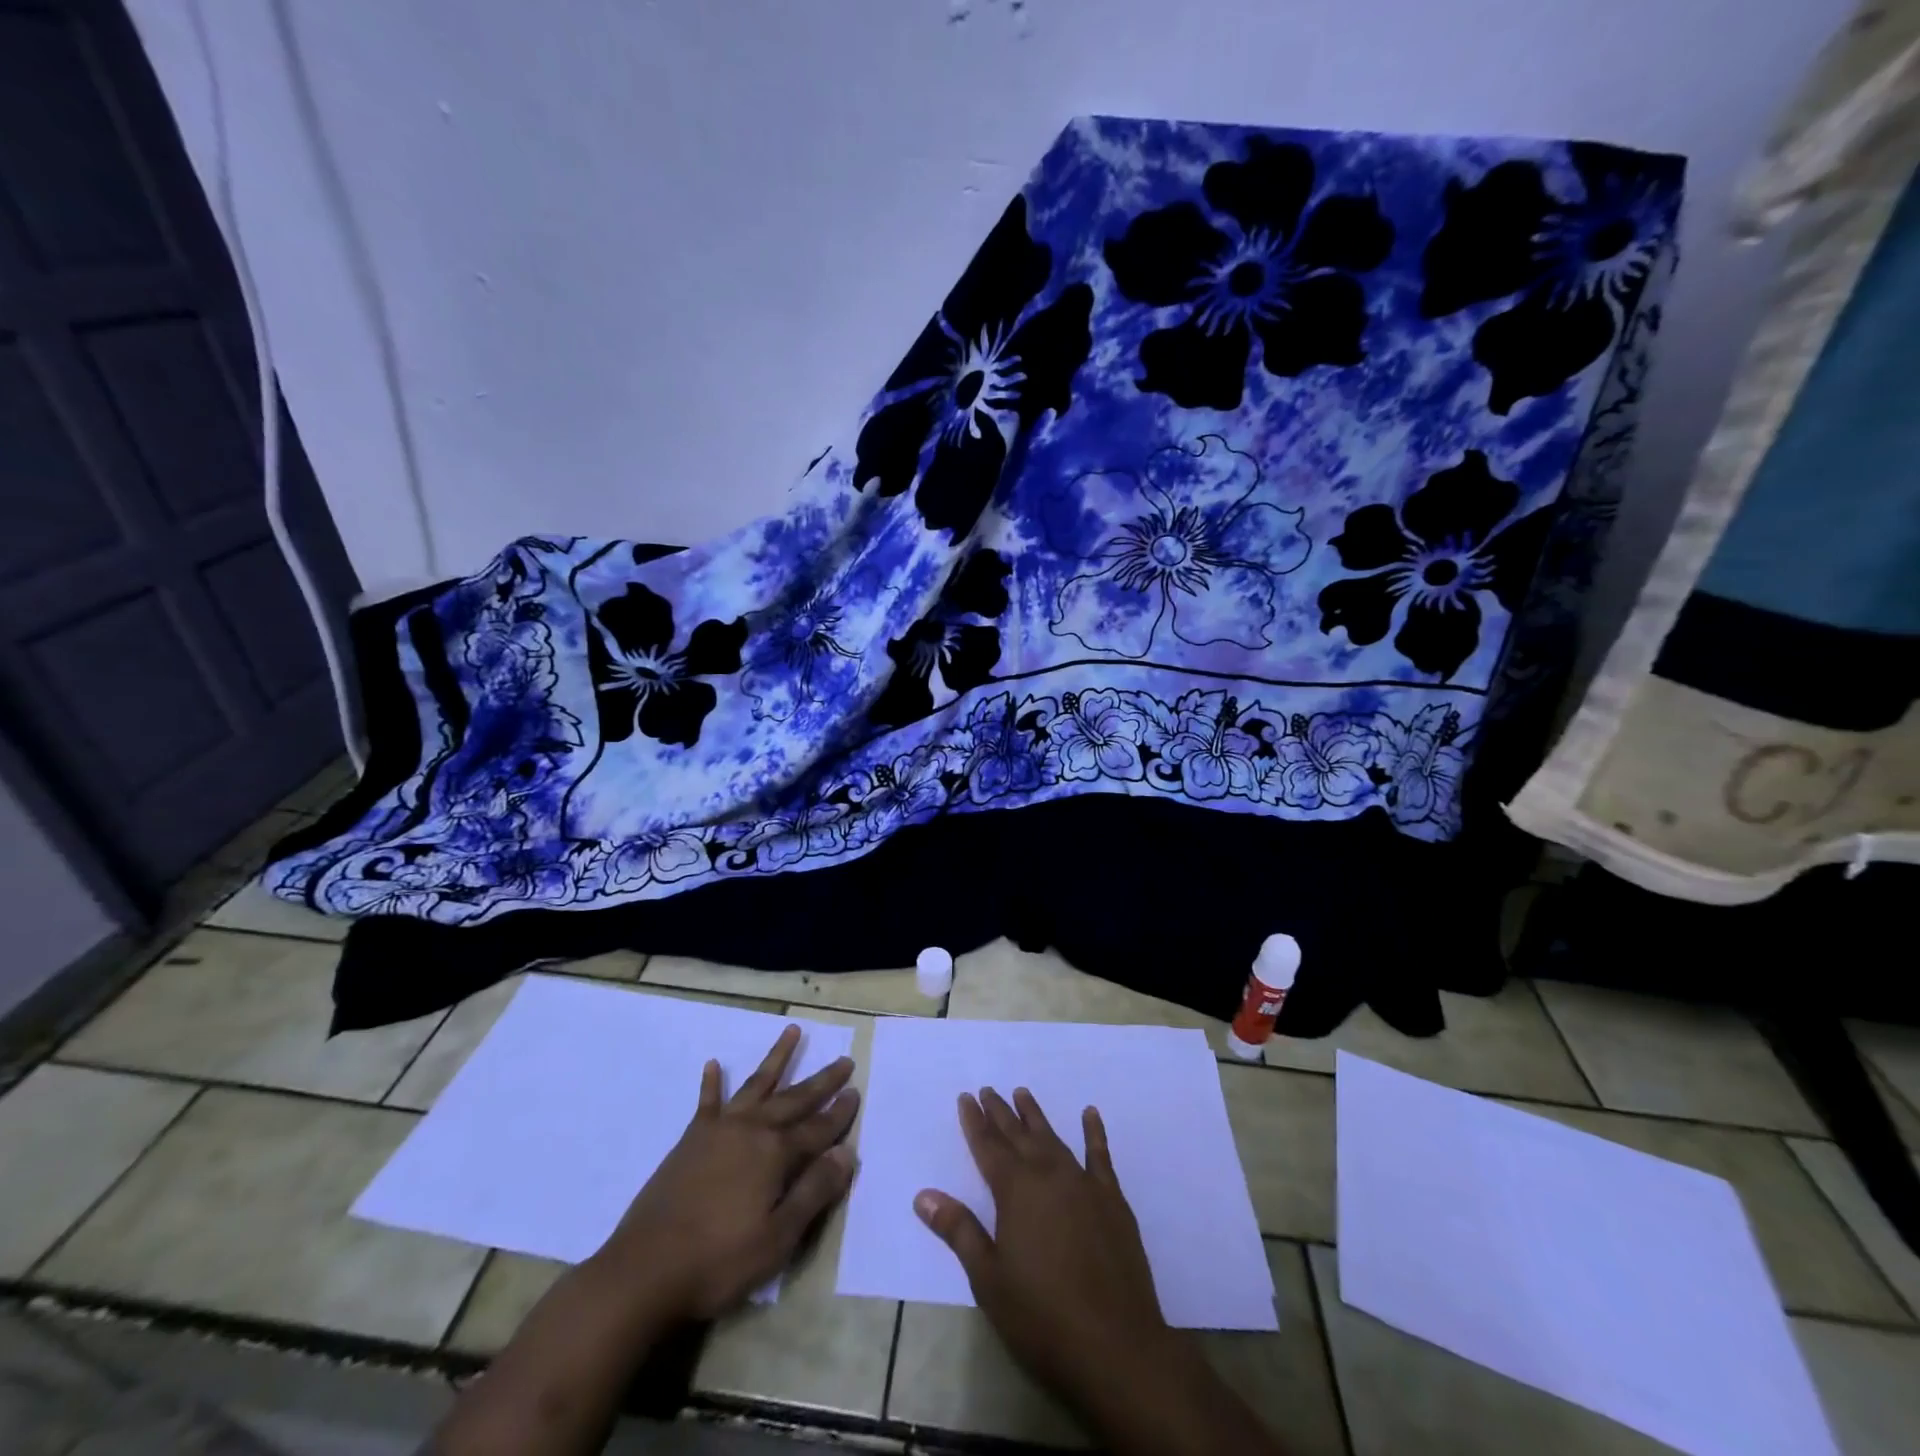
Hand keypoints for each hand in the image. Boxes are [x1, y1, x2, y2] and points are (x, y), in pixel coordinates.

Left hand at [597, 1024, 858, 1321]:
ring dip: (777, 1058)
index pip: (818, 1128)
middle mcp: (751, 1130)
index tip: (857, 1091)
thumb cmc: (718, 1261)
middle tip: (844, 1059)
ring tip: (793, 1031)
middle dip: (822, 1080)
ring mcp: (718, 1131)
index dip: (840, 1112)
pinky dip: (712, 1083)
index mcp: (775, 1154)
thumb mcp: (778, 1237)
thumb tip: (847, 1152)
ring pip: (756, 1085)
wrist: (643, 1272)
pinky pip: (707, 1102)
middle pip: (794, 1099)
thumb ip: (814, 1191)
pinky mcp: (690, 1140)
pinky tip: (714, 1064)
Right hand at [914, 1088, 1176, 1403]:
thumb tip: (924, 1195)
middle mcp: (1048, 1175)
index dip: (975, 1122)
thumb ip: (959, 1231)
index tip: (965, 1097)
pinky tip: (1090, 1114)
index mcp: (1016, 1191)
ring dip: (1035, 1117)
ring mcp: (1084, 1184)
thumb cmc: (1042, 1317)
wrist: (1116, 1347)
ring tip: (1022, 1094)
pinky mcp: (1112, 1200)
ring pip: (1053, 1139)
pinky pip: (1100, 1156)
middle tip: (988, 1090)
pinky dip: (1094, 1133)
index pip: (988, 1147)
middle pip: (1018, 1136)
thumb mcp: (989, 1279)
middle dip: (1000, 1112)